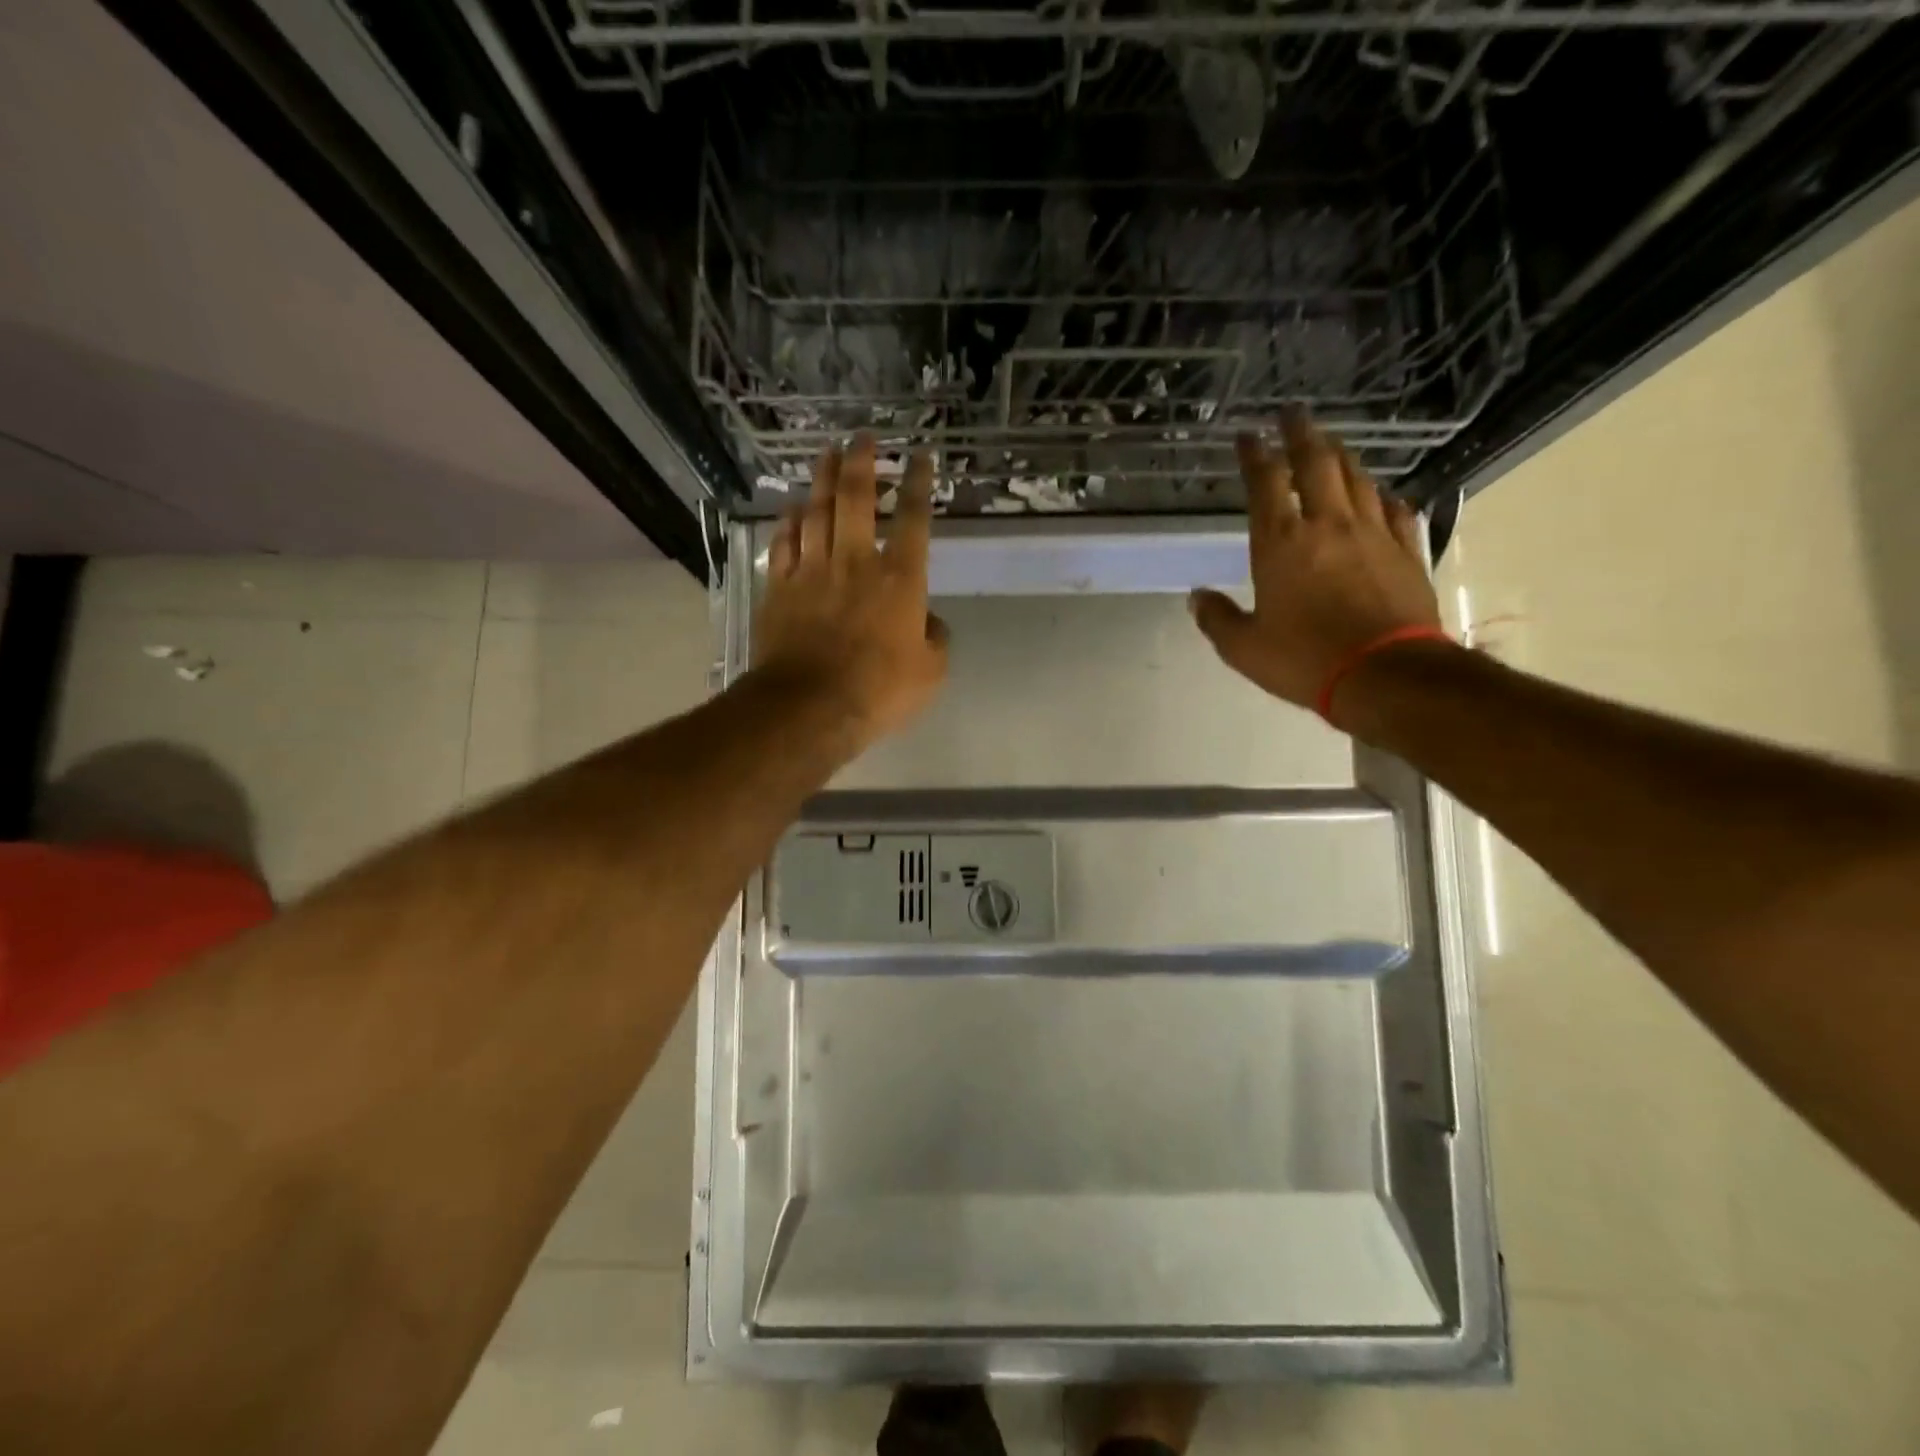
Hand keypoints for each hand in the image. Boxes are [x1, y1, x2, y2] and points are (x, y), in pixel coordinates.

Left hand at [753, 436, 948, 750]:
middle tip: (862, 437)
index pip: (913, 519)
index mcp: (900, 580)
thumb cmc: (879, 691)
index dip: (918, 483)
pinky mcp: (780, 588)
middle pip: (855, 499)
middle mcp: (855, 562)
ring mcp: (812, 572)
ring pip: (816, 512)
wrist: (810, 707)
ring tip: (827, 453)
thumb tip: (928, 620)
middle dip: (860, 462)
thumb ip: (936, 639)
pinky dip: (790, 521)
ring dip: (822, 479)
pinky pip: (785, 543)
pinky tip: (793, 509)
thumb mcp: (931, 673)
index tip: (920, 456)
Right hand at [1189, 411, 1445, 723]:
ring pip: (1357, 479)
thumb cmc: (1305, 659)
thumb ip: (1217, 619)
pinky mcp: (1405, 551)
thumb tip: (1197, 597)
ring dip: (1341, 456)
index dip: (1255, 455)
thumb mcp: (1244, 648)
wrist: (1386, 673)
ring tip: (1331, 443)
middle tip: (1293, 413)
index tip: (1248, 434)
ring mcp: (1372, 534)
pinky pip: (1394, 510)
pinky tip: (1380, 493)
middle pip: (1316, 464)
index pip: (1265, 484)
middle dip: (1301, 435)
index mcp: (1281, 544)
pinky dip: (1381, 496)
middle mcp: (1327, 525)